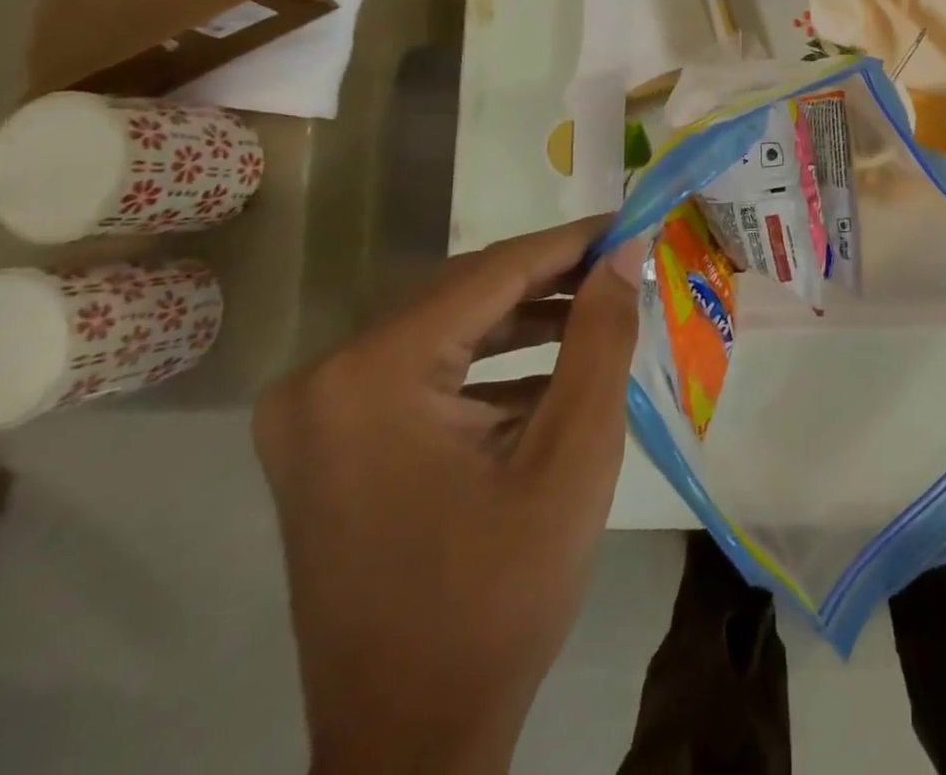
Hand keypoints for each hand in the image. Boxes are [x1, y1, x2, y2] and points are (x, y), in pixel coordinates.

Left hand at [255, 218, 641, 774]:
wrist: (413, 742)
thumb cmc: (501, 595)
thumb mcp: (573, 455)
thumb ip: (601, 337)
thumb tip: (625, 252)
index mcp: (370, 377)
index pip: (490, 273)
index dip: (569, 242)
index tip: (629, 222)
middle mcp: (323, 380)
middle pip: (461, 296)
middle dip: (549, 278)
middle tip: (621, 264)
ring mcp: (316, 415)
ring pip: (445, 331)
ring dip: (524, 319)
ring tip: (599, 310)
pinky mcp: (329, 444)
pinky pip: (423, 373)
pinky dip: (489, 363)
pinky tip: (551, 370)